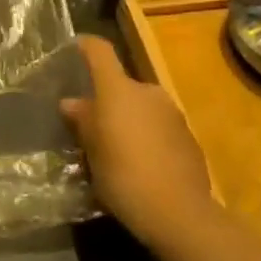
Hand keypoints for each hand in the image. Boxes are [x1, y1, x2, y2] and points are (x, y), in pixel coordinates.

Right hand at [61, 36, 216, 257]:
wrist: (180, 213)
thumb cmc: (124, 175)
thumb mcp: (92, 151)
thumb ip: (83, 121)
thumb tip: (71, 102)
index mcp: (118, 88)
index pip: (100, 51)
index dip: (86, 47)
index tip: (74, 50)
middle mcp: (147, 91)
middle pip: (121, 85)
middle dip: (108, 101)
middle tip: (94, 128)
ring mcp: (172, 113)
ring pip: (142, 108)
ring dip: (129, 121)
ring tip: (118, 152)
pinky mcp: (189, 138)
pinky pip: (160, 129)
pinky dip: (149, 139)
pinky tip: (143, 167)